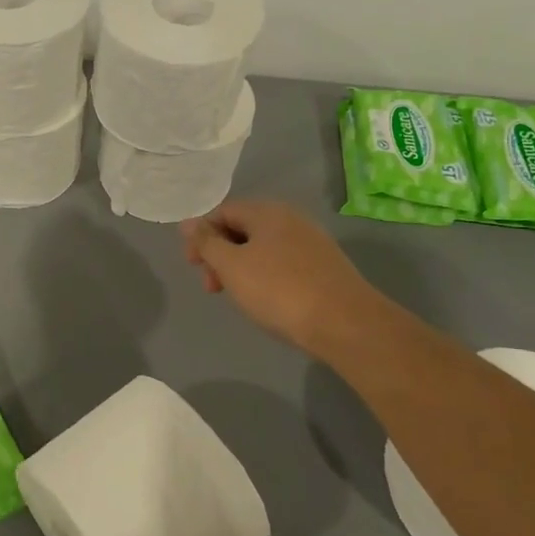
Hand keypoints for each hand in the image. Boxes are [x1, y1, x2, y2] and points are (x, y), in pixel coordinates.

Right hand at [180, 200, 375, 357]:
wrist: (345, 323)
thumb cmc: (279, 290)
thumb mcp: (232, 266)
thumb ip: (206, 243)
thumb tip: (189, 222)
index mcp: (267, 212)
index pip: (222, 212)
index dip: (201, 236)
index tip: (193, 267)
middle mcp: (290, 218)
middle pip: (242, 229)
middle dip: (220, 255)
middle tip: (212, 287)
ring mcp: (311, 242)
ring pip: (262, 248)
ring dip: (241, 268)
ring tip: (238, 297)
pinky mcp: (324, 266)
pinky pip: (283, 263)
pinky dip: (265, 276)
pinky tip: (267, 300)